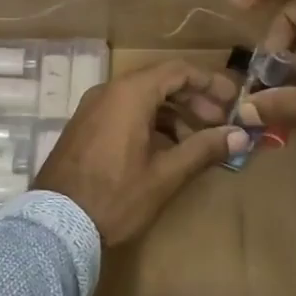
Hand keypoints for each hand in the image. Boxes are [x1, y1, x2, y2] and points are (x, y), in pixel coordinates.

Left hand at [34, 60, 248, 244]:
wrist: (56, 224)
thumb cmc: (116, 196)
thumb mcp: (165, 174)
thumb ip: (203, 149)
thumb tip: (239, 135)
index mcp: (129, 94)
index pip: (178, 71)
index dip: (209, 83)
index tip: (233, 100)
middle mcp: (108, 91)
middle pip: (160, 81)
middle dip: (193, 99)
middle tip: (219, 122)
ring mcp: (92, 108)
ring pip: (141, 97)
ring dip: (172, 113)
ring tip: (197, 139)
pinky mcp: (84, 127)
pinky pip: (123, 111)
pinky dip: (149, 121)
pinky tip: (166, 148)